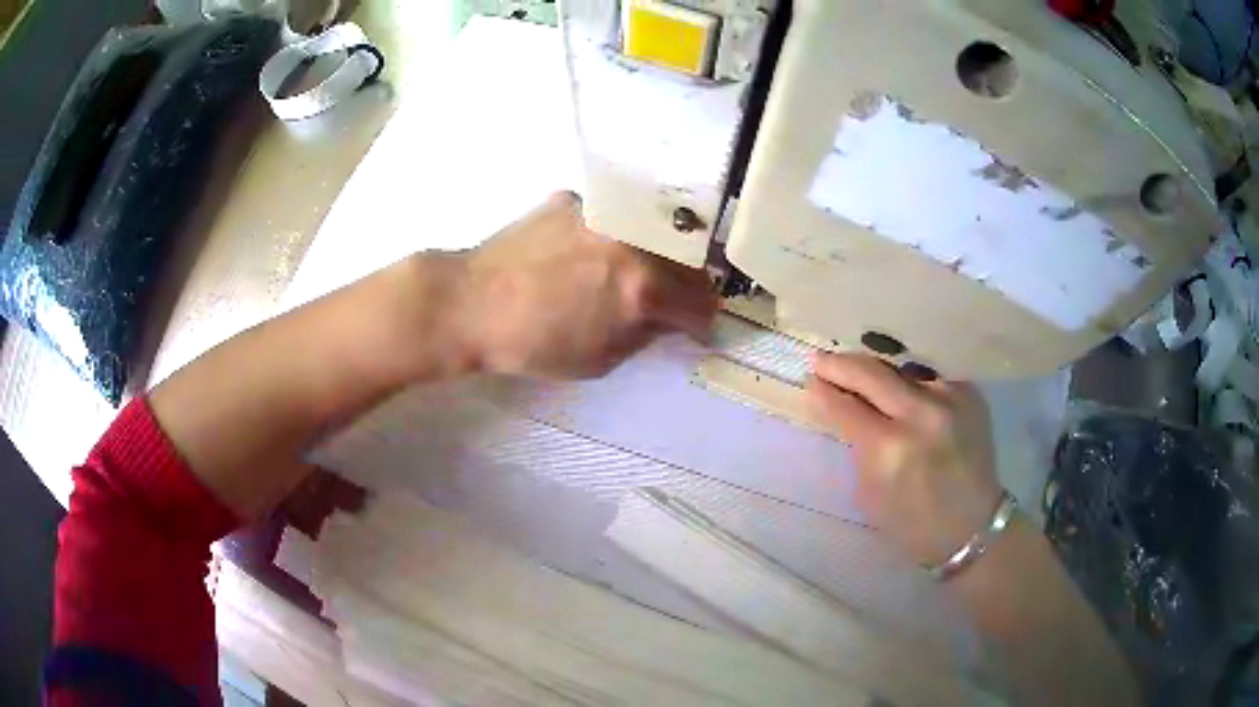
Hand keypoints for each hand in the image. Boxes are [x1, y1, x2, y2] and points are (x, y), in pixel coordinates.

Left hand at [452, 191, 718, 378]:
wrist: (470, 303)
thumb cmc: (532, 344)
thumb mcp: (599, 360)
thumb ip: (644, 335)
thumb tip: (665, 320)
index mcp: (641, 288)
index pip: (700, 302)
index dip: (704, 322)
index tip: (697, 328)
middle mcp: (632, 240)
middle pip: (687, 261)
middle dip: (688, 287)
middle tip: (673, 303)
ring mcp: (602, 213)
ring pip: (653, 233)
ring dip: (656, 257)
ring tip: (633, 275)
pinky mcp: (574, 200)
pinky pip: (611, 219)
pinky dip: (612, 238)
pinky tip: (586, 254)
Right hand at [805, 353, 1002, 565]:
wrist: (973, 526)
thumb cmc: (913, 523)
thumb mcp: (869, 494)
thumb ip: (856, 447)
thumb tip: (838, 407)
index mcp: (890, 449)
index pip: (846, 406)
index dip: (824, 391)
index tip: (812, 380)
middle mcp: (921, 415)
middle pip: (872, 373)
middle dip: (841, 365)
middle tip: (822, 360)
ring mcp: (950, 398)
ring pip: (901, 368)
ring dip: (877, 370)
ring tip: (860, 371)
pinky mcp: (970, 393)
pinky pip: (928, 376)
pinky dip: (909, 380)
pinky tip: (900, 386)